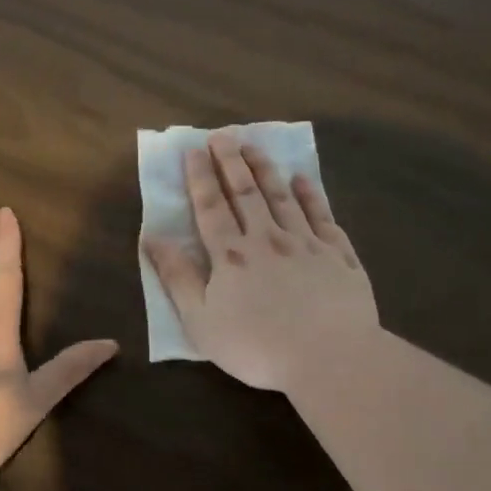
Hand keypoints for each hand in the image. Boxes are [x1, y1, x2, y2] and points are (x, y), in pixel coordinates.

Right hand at [143, 134, 378, 390]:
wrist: (329, 357)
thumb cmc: (257, 346)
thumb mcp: (201, 321)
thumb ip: (178, 278)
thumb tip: (152, 238)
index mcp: (231, 255)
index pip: (211, 207)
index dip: (200, 177)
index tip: (193, 150)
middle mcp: (267, 239)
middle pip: (246, 192)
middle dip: (231, 161)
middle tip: (223, 134)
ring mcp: (306, 244)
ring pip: (283, 197)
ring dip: (266, 169)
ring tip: (255, 146)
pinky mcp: (338, 256)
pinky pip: (322, 216)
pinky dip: (311, 195)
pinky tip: (304, 180)